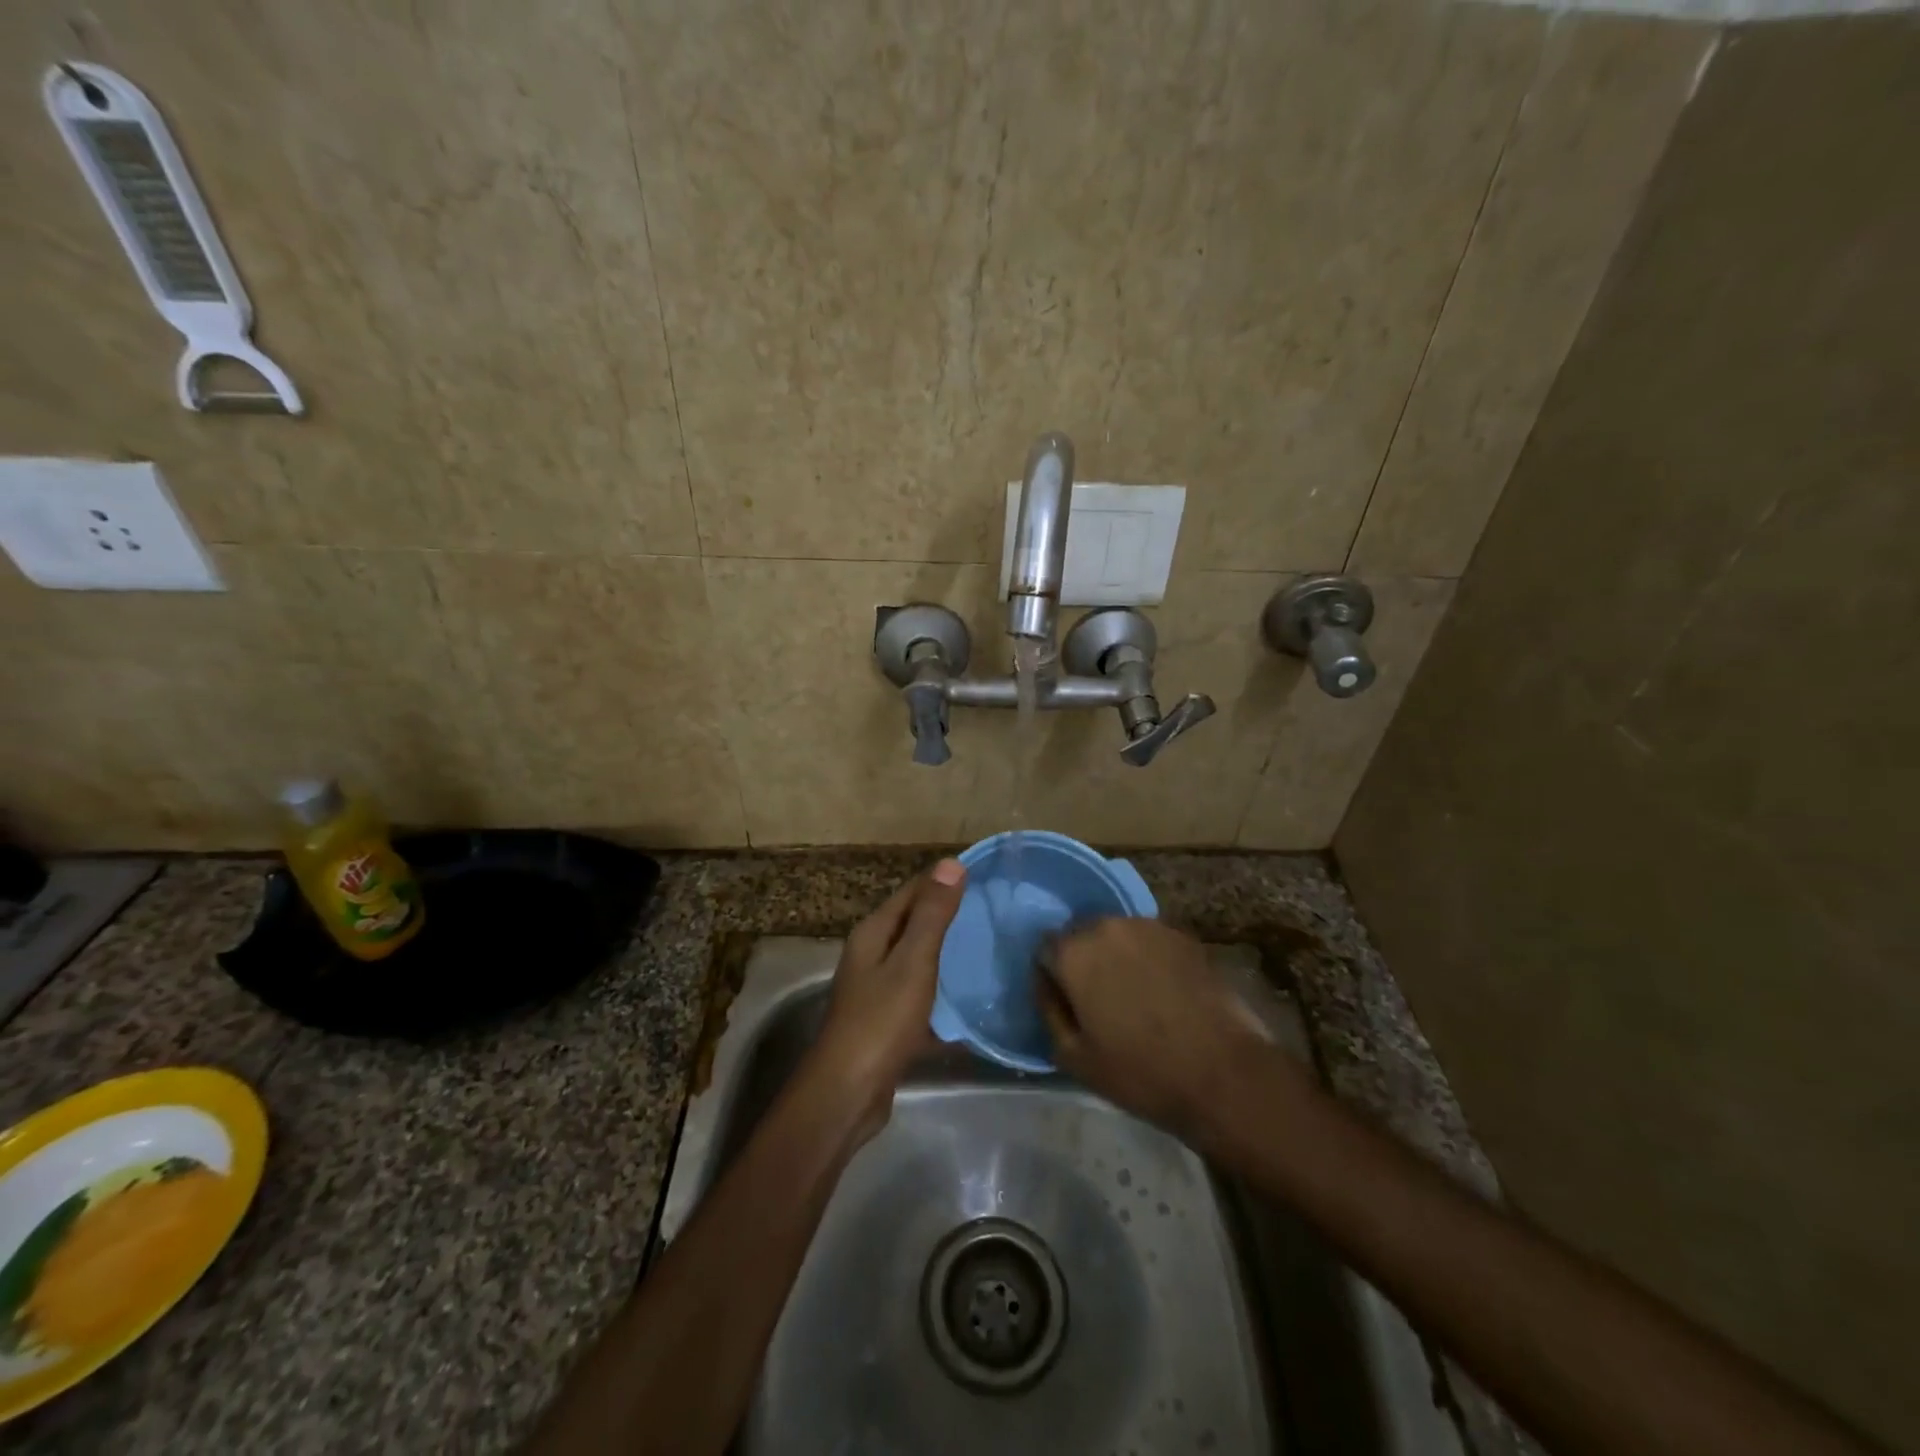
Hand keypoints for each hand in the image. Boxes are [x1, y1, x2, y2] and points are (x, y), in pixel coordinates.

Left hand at [810, 859, 966, 1130]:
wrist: (847, 1093)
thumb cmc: (880, 1022)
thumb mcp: (912, 963)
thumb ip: (932, 915)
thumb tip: (951, 863)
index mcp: (874, 933)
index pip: (912, 891)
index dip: (945, 880)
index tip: (986, 877)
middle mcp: (871, 954)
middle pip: (914, 923)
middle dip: (950, 915)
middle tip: (996, 913)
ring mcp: (877, 989)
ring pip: (918, 959)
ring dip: (948, 953)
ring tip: (990, 949)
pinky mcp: (887, 1020)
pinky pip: (920, 993)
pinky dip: (942, 991)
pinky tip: (971, 999)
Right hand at [1039, 918, 1282, 1143]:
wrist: (1224, 1073)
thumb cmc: (1141, 1072)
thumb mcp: (1074, 1057)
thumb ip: (1049, 1010)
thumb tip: (1046, 984)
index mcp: (1074, 952)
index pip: (1045, 948)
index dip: (1052, 976)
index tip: (1066, 1003)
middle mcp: (1107, 926)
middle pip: (1081, 935)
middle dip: (1083, 961)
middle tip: (1098, 1000)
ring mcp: (1149, 926)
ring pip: (1117, 935)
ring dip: (1116, 957)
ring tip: (1134, 997)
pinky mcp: (1183, 936)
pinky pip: (1150, 942)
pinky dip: (1148, 959)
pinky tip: (1163, 993)